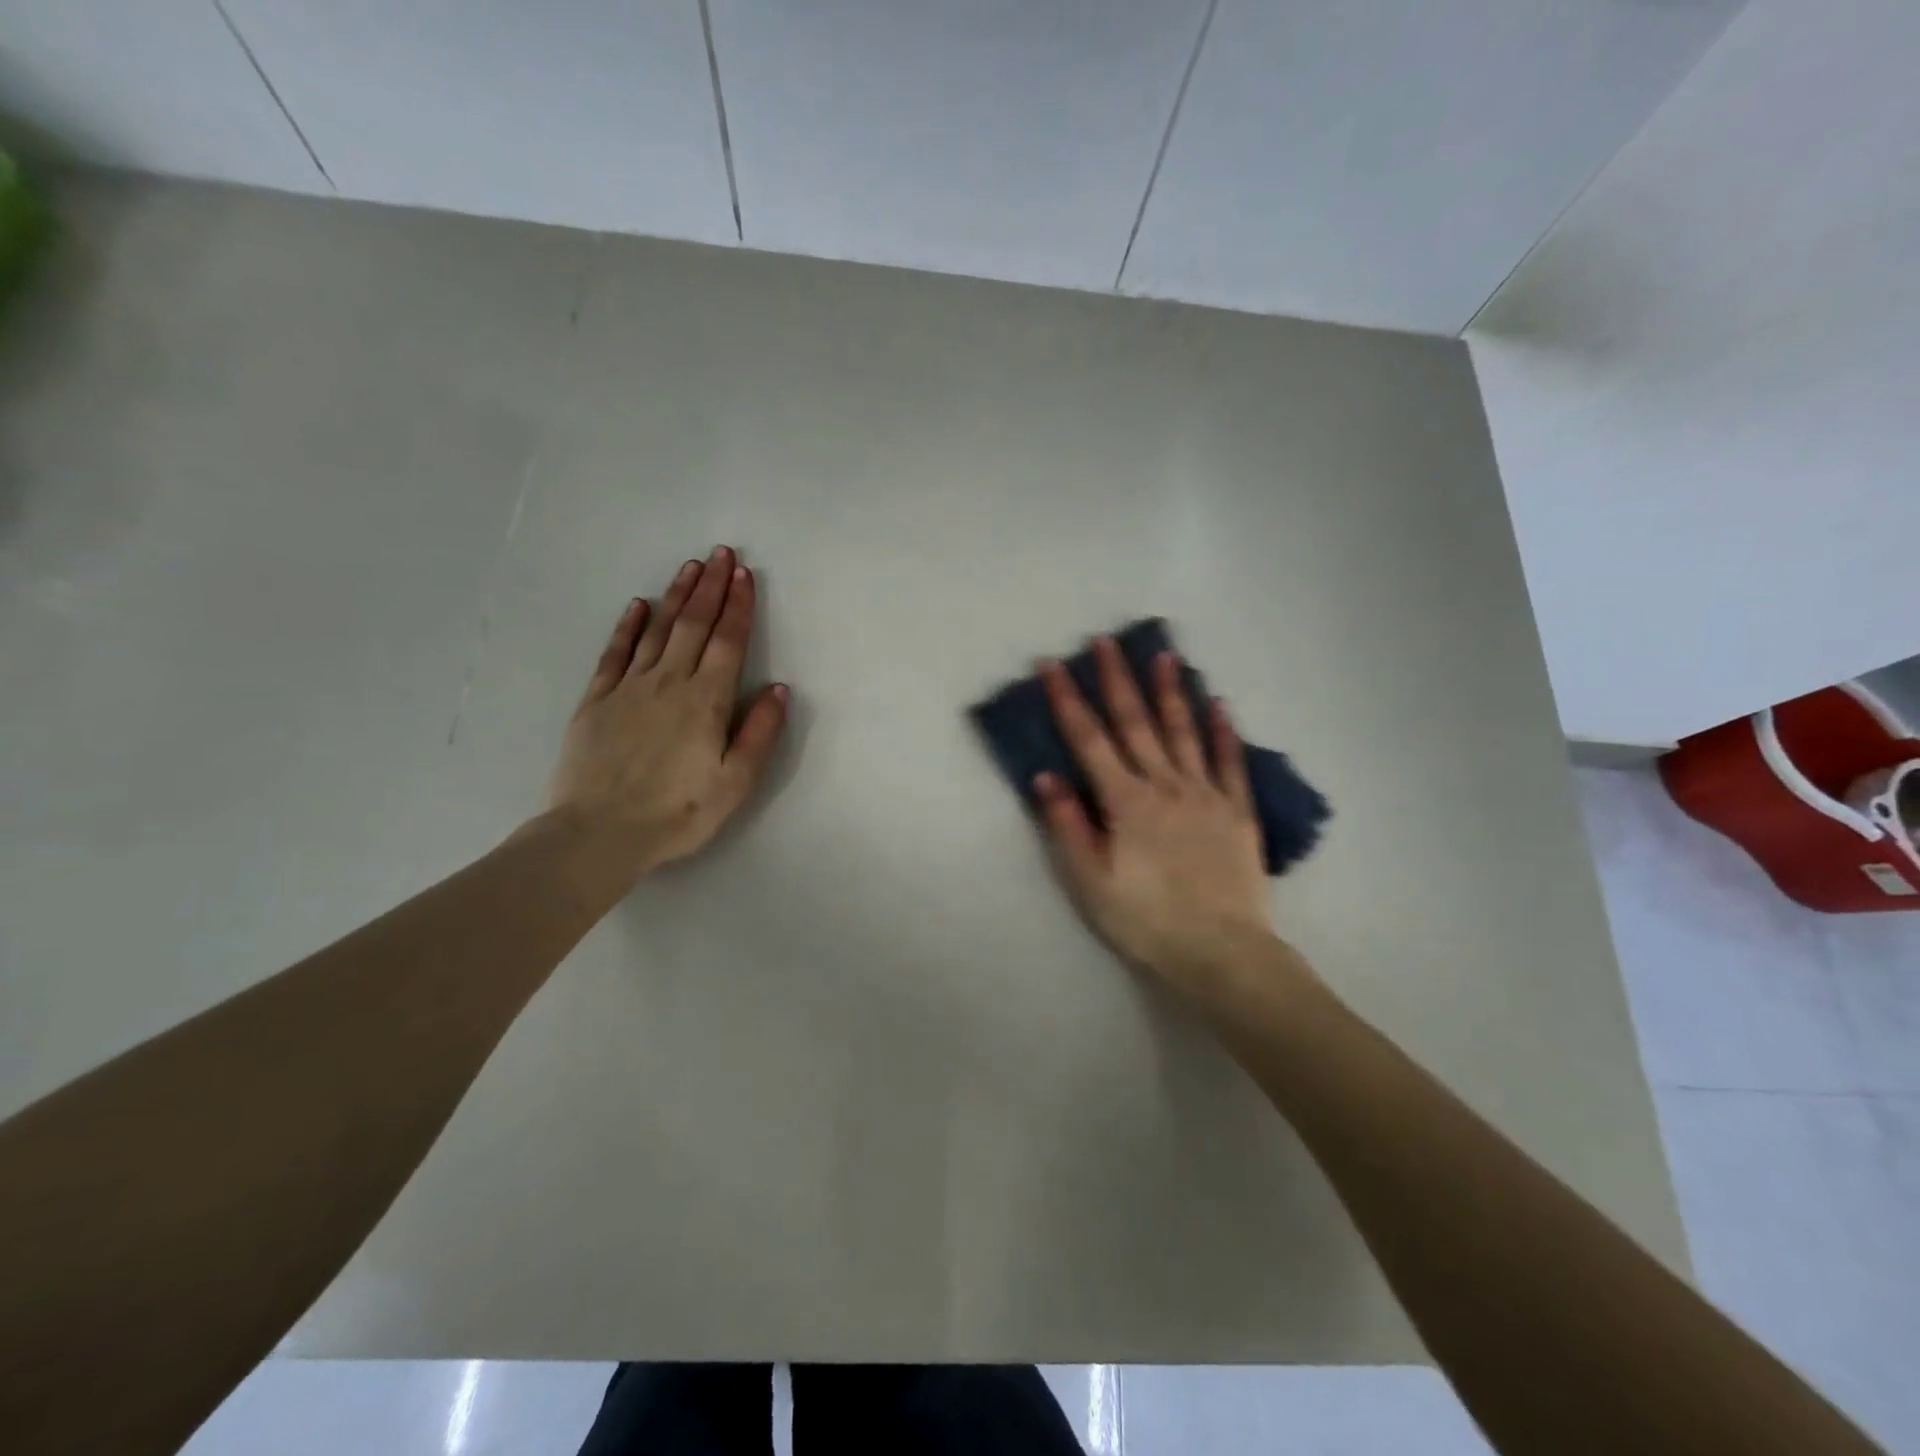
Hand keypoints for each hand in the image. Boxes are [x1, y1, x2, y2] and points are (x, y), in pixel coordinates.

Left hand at [545, 545, 787, 880]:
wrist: (598, 834)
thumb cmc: (677, 813)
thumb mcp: (735, 783)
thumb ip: (759, 733)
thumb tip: (779, 689)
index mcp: (706, 702)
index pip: (728, 642)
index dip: (738, 606)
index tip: (744, 574)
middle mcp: (669, 683)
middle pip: (694, 626)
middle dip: (710, 587)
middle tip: (721, 553)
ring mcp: (629, 689)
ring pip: (658, 631)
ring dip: (677, 597)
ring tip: (690, 568)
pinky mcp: (597, 701)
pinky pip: (615, 653)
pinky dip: (628, 626)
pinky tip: (638, 607)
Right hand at [1035, 640, 1276, 998]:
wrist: (1223, 953)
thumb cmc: (1147, 921)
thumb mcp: (1091, 883)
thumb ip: (1068, 826)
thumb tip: (1046, 776)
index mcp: (1126, 802)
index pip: (1089, 741)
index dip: (1068, 700)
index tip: (1053, 665)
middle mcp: (1165, 786)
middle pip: (1136, 724)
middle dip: (1117, 680)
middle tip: (1106, 641)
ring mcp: (1206, 794)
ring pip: (1184, 732)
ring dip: (1171, 691)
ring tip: (1165, 655)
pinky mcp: (1237, 811)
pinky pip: (1230, 763)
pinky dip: (1223, 732)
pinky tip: (1220, 705)